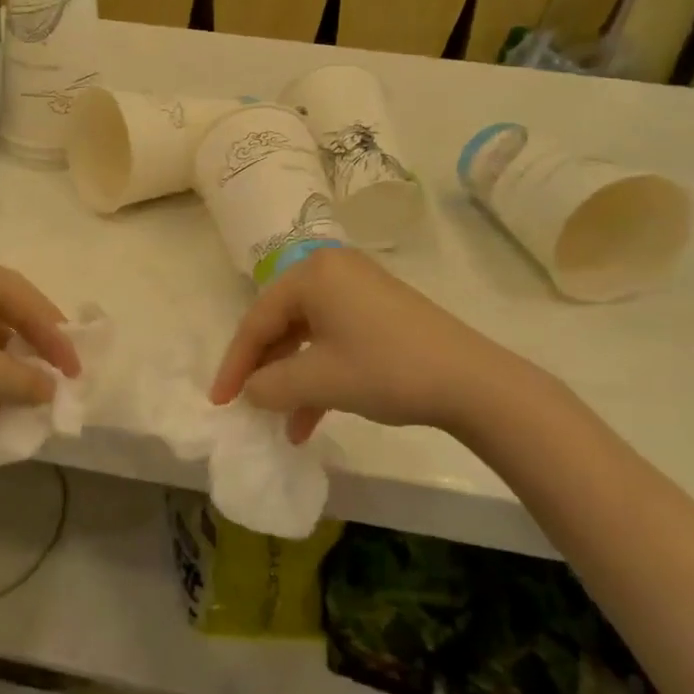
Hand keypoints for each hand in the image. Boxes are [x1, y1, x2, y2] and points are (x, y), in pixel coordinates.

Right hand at [210, 247, 533, 443]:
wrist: (473, 382)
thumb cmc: (386, 369)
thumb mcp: (319, 380)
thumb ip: (270, 385)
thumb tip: (250, 391)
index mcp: (312, 273)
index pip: (257, 319)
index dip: (235, 364)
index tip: (220, 401)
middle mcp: (331, 271)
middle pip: (280, 324)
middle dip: (264, 371)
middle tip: (247, 405)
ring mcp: (358, 290)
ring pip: (306, 336)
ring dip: (292, 380)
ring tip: (283, 422)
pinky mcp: (378, 311)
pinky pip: (332, 339)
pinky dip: (319, 374)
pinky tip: (313, 416)